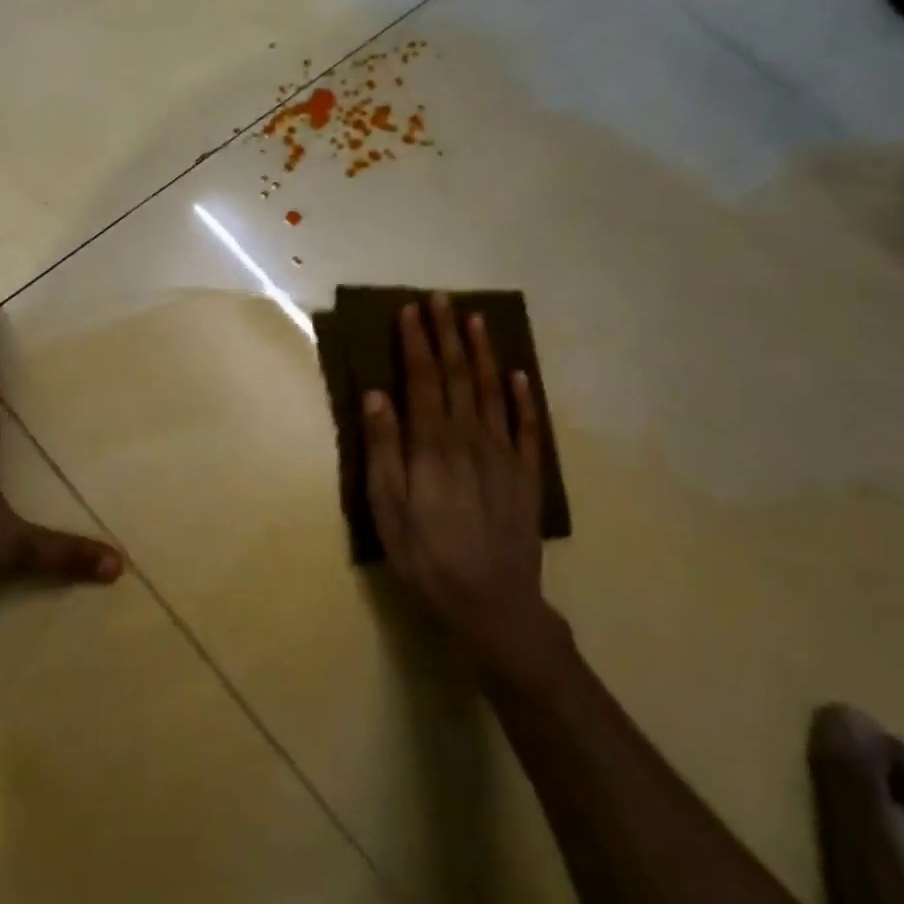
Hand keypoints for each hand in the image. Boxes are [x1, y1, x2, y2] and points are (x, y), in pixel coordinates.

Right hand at [364, 294, 565, 679]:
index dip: (416, 342)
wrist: (492, 604)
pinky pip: (526, 426)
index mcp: (432, 443)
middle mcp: (470, 438)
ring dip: (483, 352)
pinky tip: (519, 375)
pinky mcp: (526, 476)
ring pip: (493, 391)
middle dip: (447, 334)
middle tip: (441, 298)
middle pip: (459, 375)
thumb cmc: (426, 556)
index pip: (424, 379)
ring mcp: (503, 455)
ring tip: (476, 319)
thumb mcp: (387, 507)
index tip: (409, 310)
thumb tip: (376, 394)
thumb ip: (382, 448)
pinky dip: (522, 397)